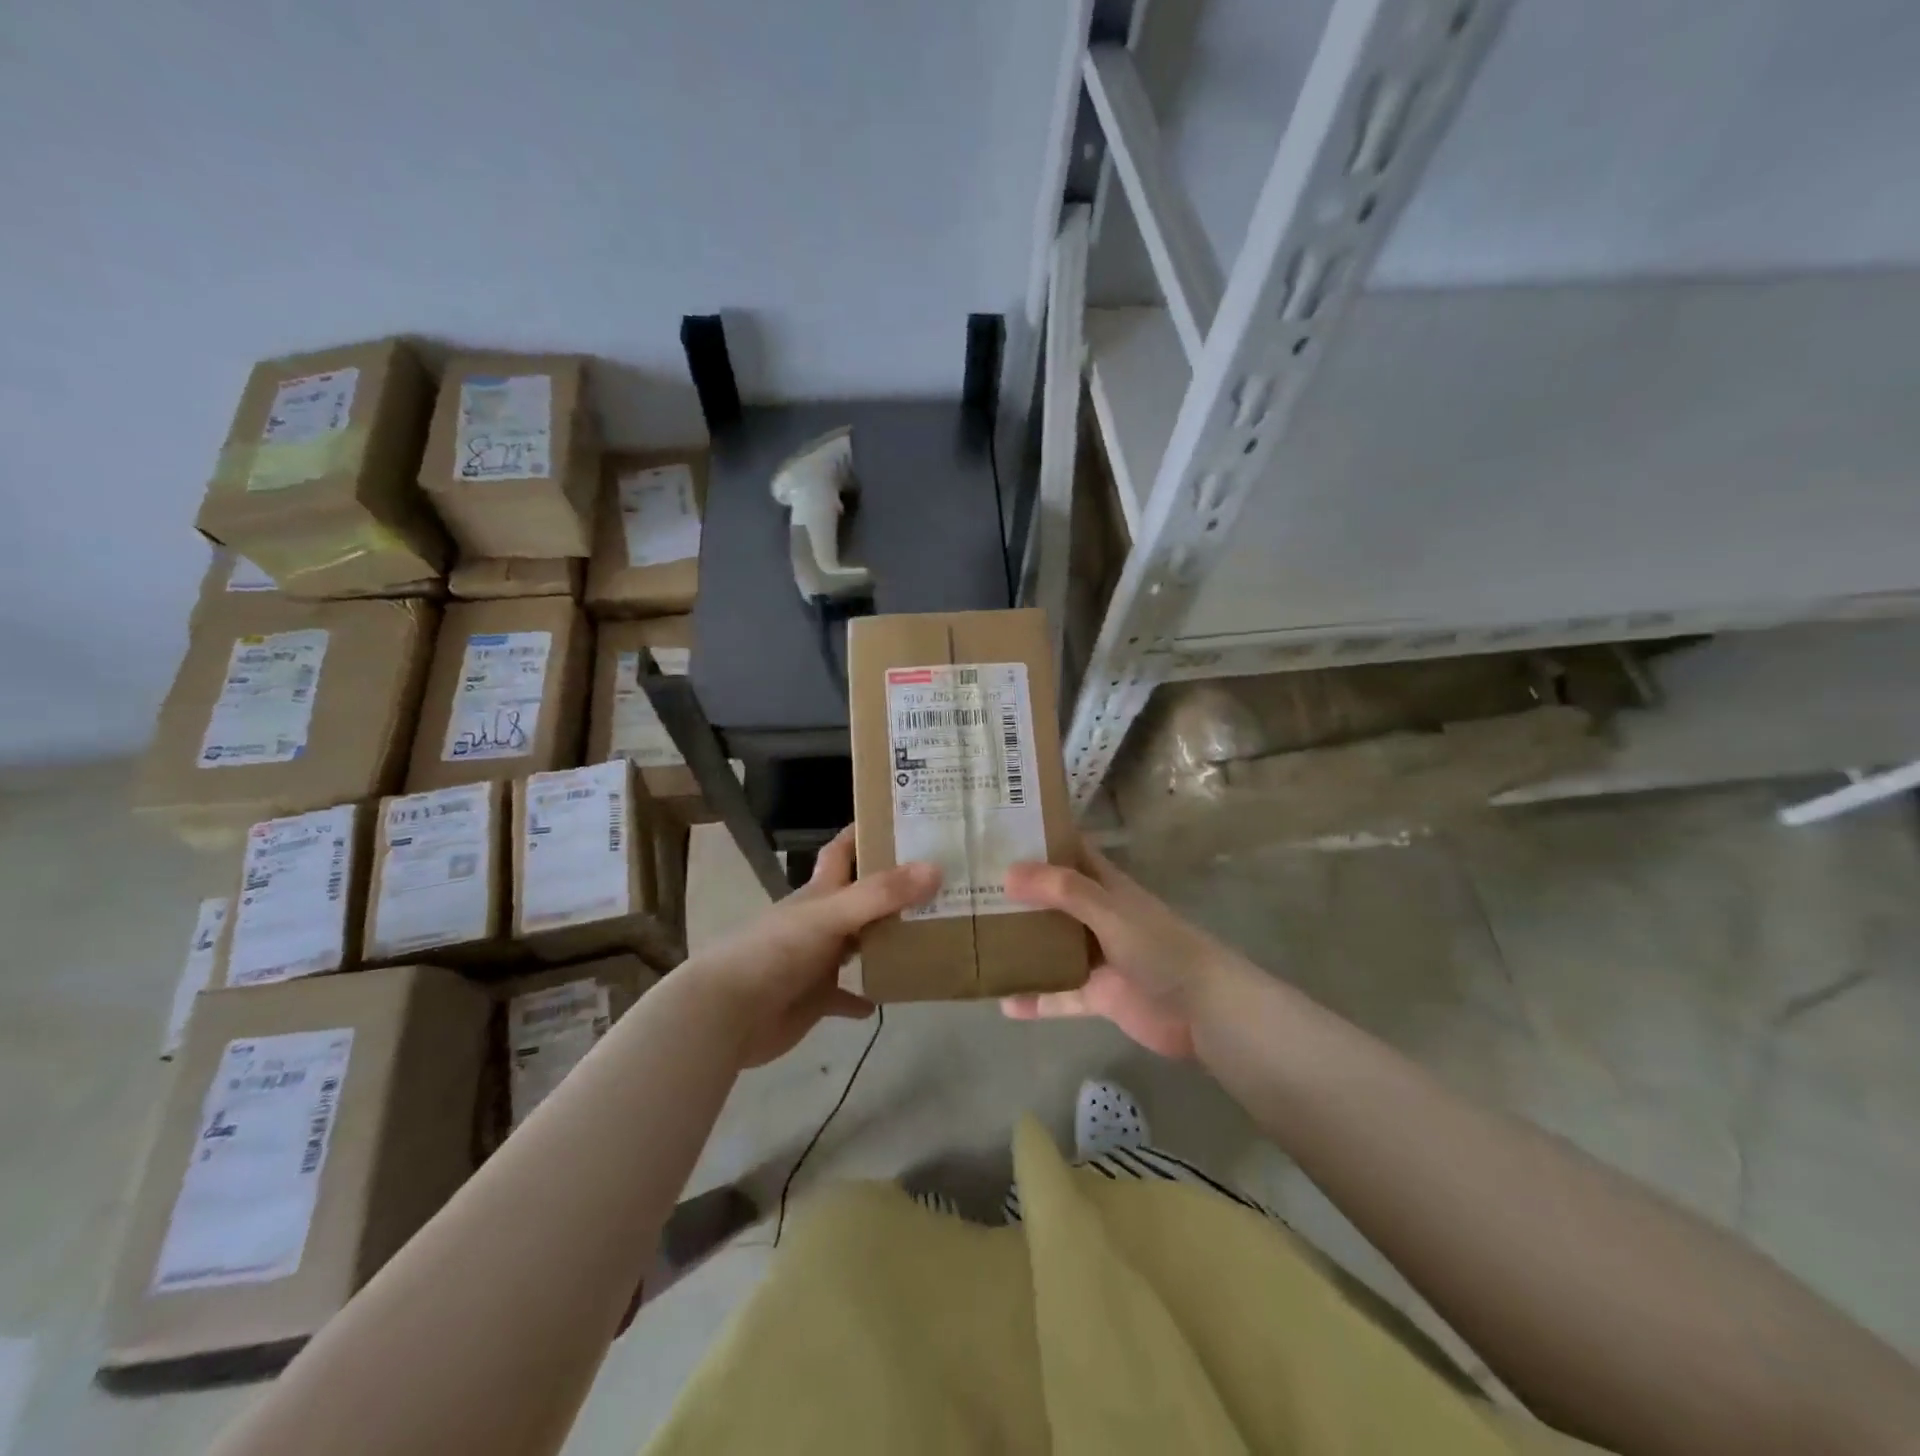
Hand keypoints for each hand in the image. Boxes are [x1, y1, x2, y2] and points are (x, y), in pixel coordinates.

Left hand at [693, 827, 938, 1066]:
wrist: (728, 1013)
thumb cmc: (776, 952)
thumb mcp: (831, 914)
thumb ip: (881, 894)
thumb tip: (936, 868)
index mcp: (819, 892)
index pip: (842, 851)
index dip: (865, 832)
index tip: (904, 820)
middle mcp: (820, 921)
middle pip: (860, 897)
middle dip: (893, 889)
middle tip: (940, 882)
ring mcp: (817, 961)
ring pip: (859, 944)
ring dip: (886, 941)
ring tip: (929, 934)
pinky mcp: (815, 999)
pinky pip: (846, 996)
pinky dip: (864, 996)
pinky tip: (889, 996)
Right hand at [1000, 845, 1247, 1057]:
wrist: (1204, 1010)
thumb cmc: (1160, 948)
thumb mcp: (1110, 910)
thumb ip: (1063, 891)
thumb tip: (1009, 872)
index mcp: (1106, 886)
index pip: (1070, 852)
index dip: (1040, 840)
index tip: (998, 833)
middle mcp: (1099, 916)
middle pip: (1053, 899)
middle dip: (1018, 894)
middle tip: (969, 887)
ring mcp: (1098, 957)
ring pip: (1052, 946)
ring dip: (1022, 945)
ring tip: (977, 940)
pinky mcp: (1099, 995)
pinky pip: (1060, 996)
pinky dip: (1037, 999)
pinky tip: (1004, 1004)